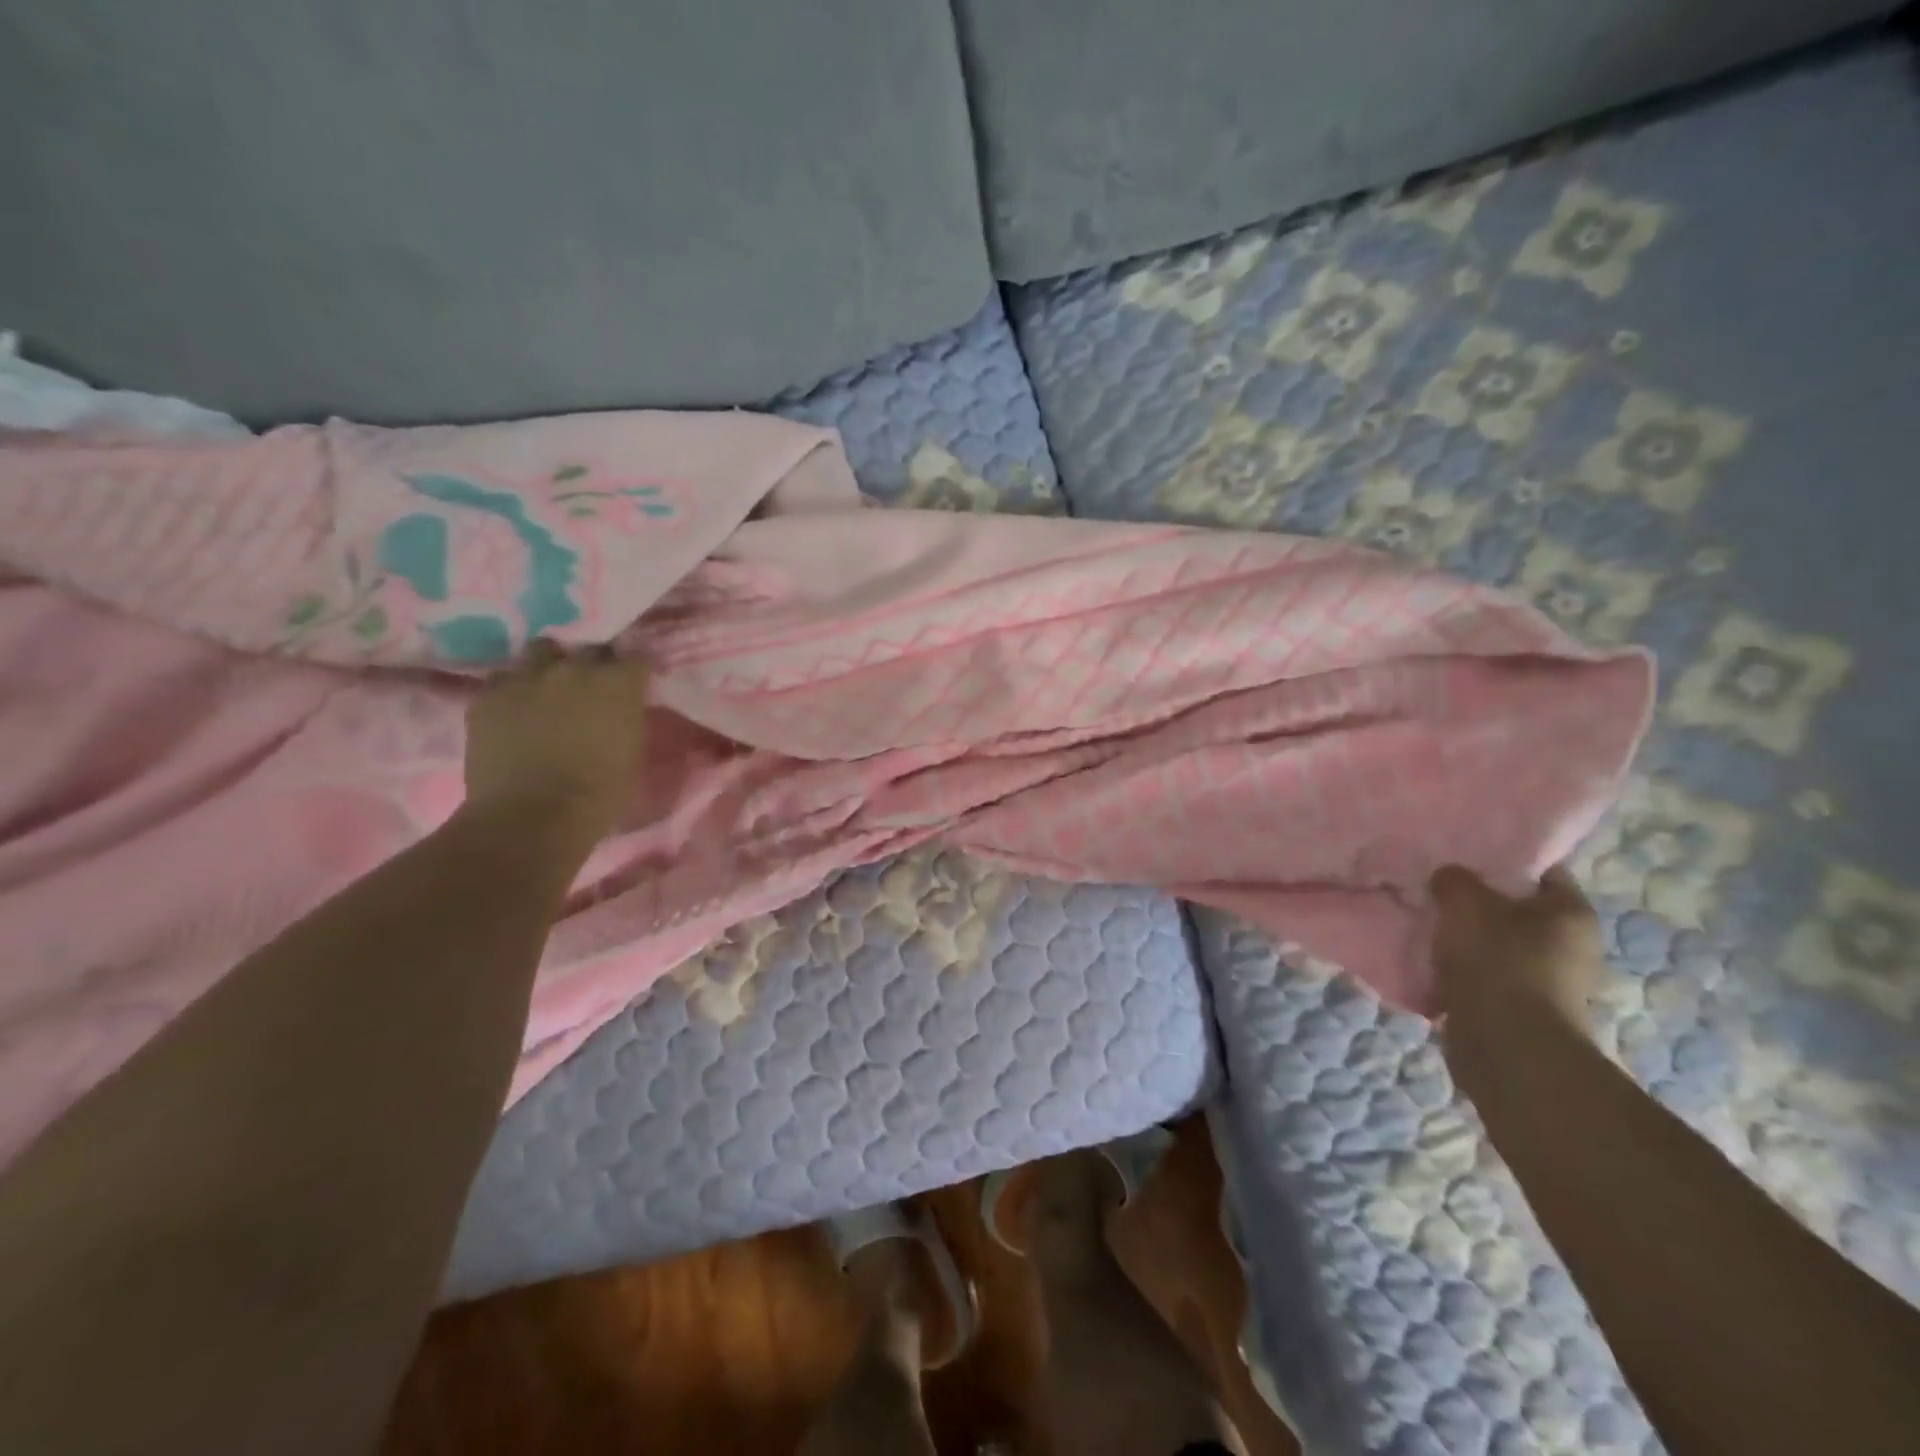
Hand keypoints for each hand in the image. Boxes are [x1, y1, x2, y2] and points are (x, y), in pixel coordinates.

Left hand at [462, 641, 649, 847]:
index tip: (630, 689)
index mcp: (619, 683)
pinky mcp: (488, 694)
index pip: (635, 658)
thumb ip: (628, 720)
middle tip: (589, 691)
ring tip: (547, 690)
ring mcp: (527, 677)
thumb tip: (622, 712)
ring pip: (541, 651)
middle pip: (588, 649)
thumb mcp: (633, 754)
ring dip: (548, 667)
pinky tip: (514, 711)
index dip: (632, 674)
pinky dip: (512, 690)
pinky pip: (503, 678)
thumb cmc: (599, 795)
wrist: (532, 817)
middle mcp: (575, 668)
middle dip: (591, 666)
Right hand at [1429, 864, 1604, 1062]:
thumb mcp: (1465, 903)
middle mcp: (1569, 946)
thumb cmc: (1497, 962)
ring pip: (1494, 945)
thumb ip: (1454, 880)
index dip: (1500, 859)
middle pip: (1513, 909)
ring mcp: (1545, 982)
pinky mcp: (1518, 1010)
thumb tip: (1449, 878)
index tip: (1460, 856)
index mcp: (1571, 913)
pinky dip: (1456, 972)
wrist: (1505, 1047)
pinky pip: (1481, 978)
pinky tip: (1425, 964)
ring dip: (1461, 939)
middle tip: (1433, 889)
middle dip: (1474, 902)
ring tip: (1421, 926)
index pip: (1539, 870)